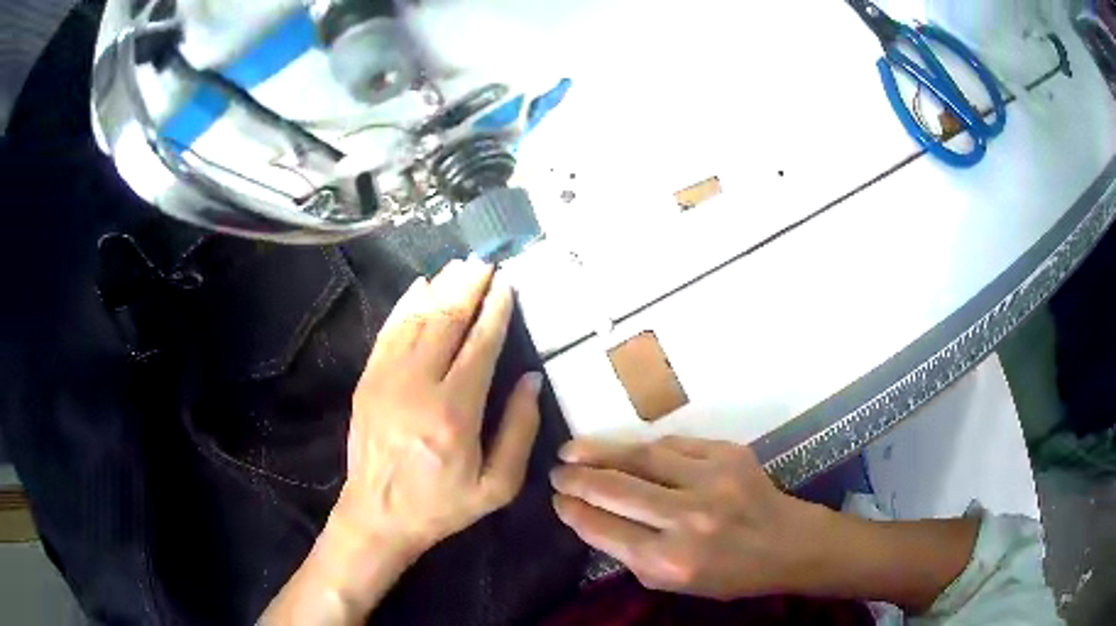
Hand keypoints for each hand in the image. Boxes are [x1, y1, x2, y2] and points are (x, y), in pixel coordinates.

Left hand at [334, 258, 542, 551]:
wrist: (378, 516)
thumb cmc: (443, 505)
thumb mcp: (498, 485)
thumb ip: (519, 430)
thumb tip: (531, 379)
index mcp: (455, 413)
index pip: (480, 345)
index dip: (496, 310)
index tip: (507, 283)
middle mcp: (418, 386)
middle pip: (446, 321)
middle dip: (468, 287)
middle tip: (486, 262)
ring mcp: (386, 379)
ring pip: (416, 319)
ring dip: (440, 288)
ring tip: (459, 266)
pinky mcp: (367, 381)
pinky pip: (388, 332)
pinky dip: (405, 305)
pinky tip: (419, 286)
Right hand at [550, 437, 824, 599]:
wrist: (786, 543)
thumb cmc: (728, 574)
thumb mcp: (673, 582)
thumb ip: (630, 554)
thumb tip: (590, 517)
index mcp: (670, 560)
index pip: (605, 529)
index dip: (574, 511)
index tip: (556, 500)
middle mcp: (688, 519)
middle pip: (616, 489)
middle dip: (578, 479)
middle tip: (556, 472)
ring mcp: (711, 480)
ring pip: (641, 456)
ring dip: (601, 451)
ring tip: (573, 450)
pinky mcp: (728, 454)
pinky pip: (673, 444)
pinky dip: (644, 447)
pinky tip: (625, 450)